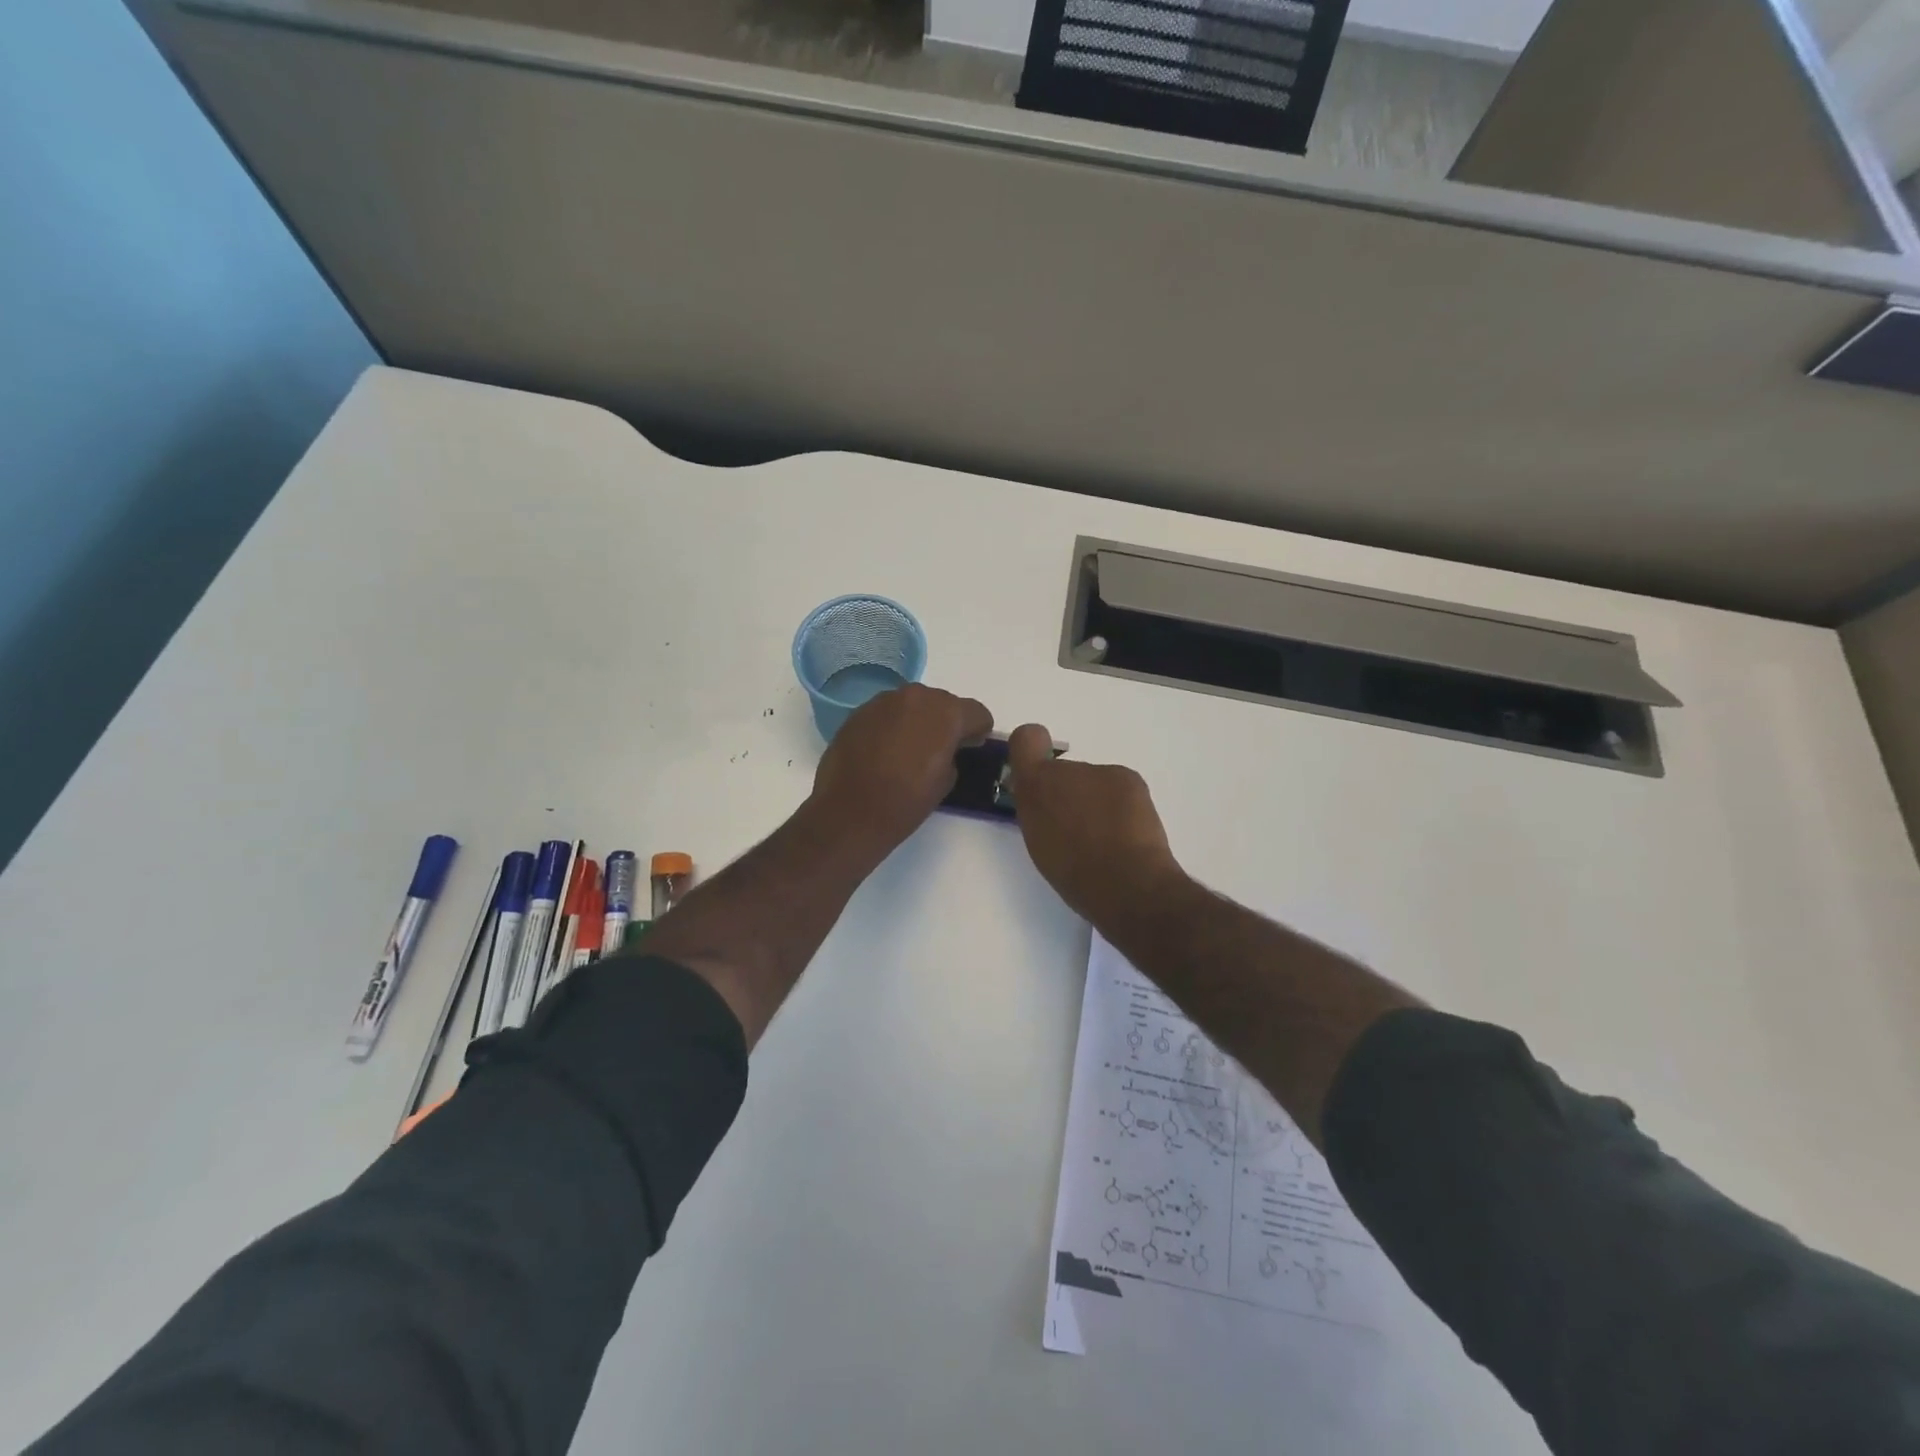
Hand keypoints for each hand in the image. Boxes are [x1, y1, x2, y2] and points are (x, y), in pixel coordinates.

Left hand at [811, 684, 992, 852]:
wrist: (849, 812)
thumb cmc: (905, 802)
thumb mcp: (946, 781)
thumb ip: (954, 753)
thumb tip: (946, 747)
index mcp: (945, 713)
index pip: (976, 712)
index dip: (978, 731)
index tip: (972, 747)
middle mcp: (916, 697)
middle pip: (943, 702)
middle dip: (946, 722)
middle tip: (940, 749)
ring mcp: (883, 701)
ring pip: (913, 704)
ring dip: (918, 720)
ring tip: (910, 750)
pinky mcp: (859, 712)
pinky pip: (887, 713)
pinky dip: (892, 725)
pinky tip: (884, 751)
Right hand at [1006, 724, 1186, 925]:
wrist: (1125, 883)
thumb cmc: (1073, 873)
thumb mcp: (1039, 843)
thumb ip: (1036, 811)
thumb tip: (1044, 800)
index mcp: (1034, 787)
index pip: (1026, 739)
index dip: (1031, 751)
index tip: (1037, 777)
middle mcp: (1065, 770)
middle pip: (1063, 771)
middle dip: (1068, 793)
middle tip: (1079, 829)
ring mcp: (1100, 771)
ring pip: (1093, 782)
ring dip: (1096, 801)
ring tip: (1107, 838)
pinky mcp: (1129, 778)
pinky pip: (1118, 787)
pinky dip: (1121, 805)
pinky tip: (1127, 833)